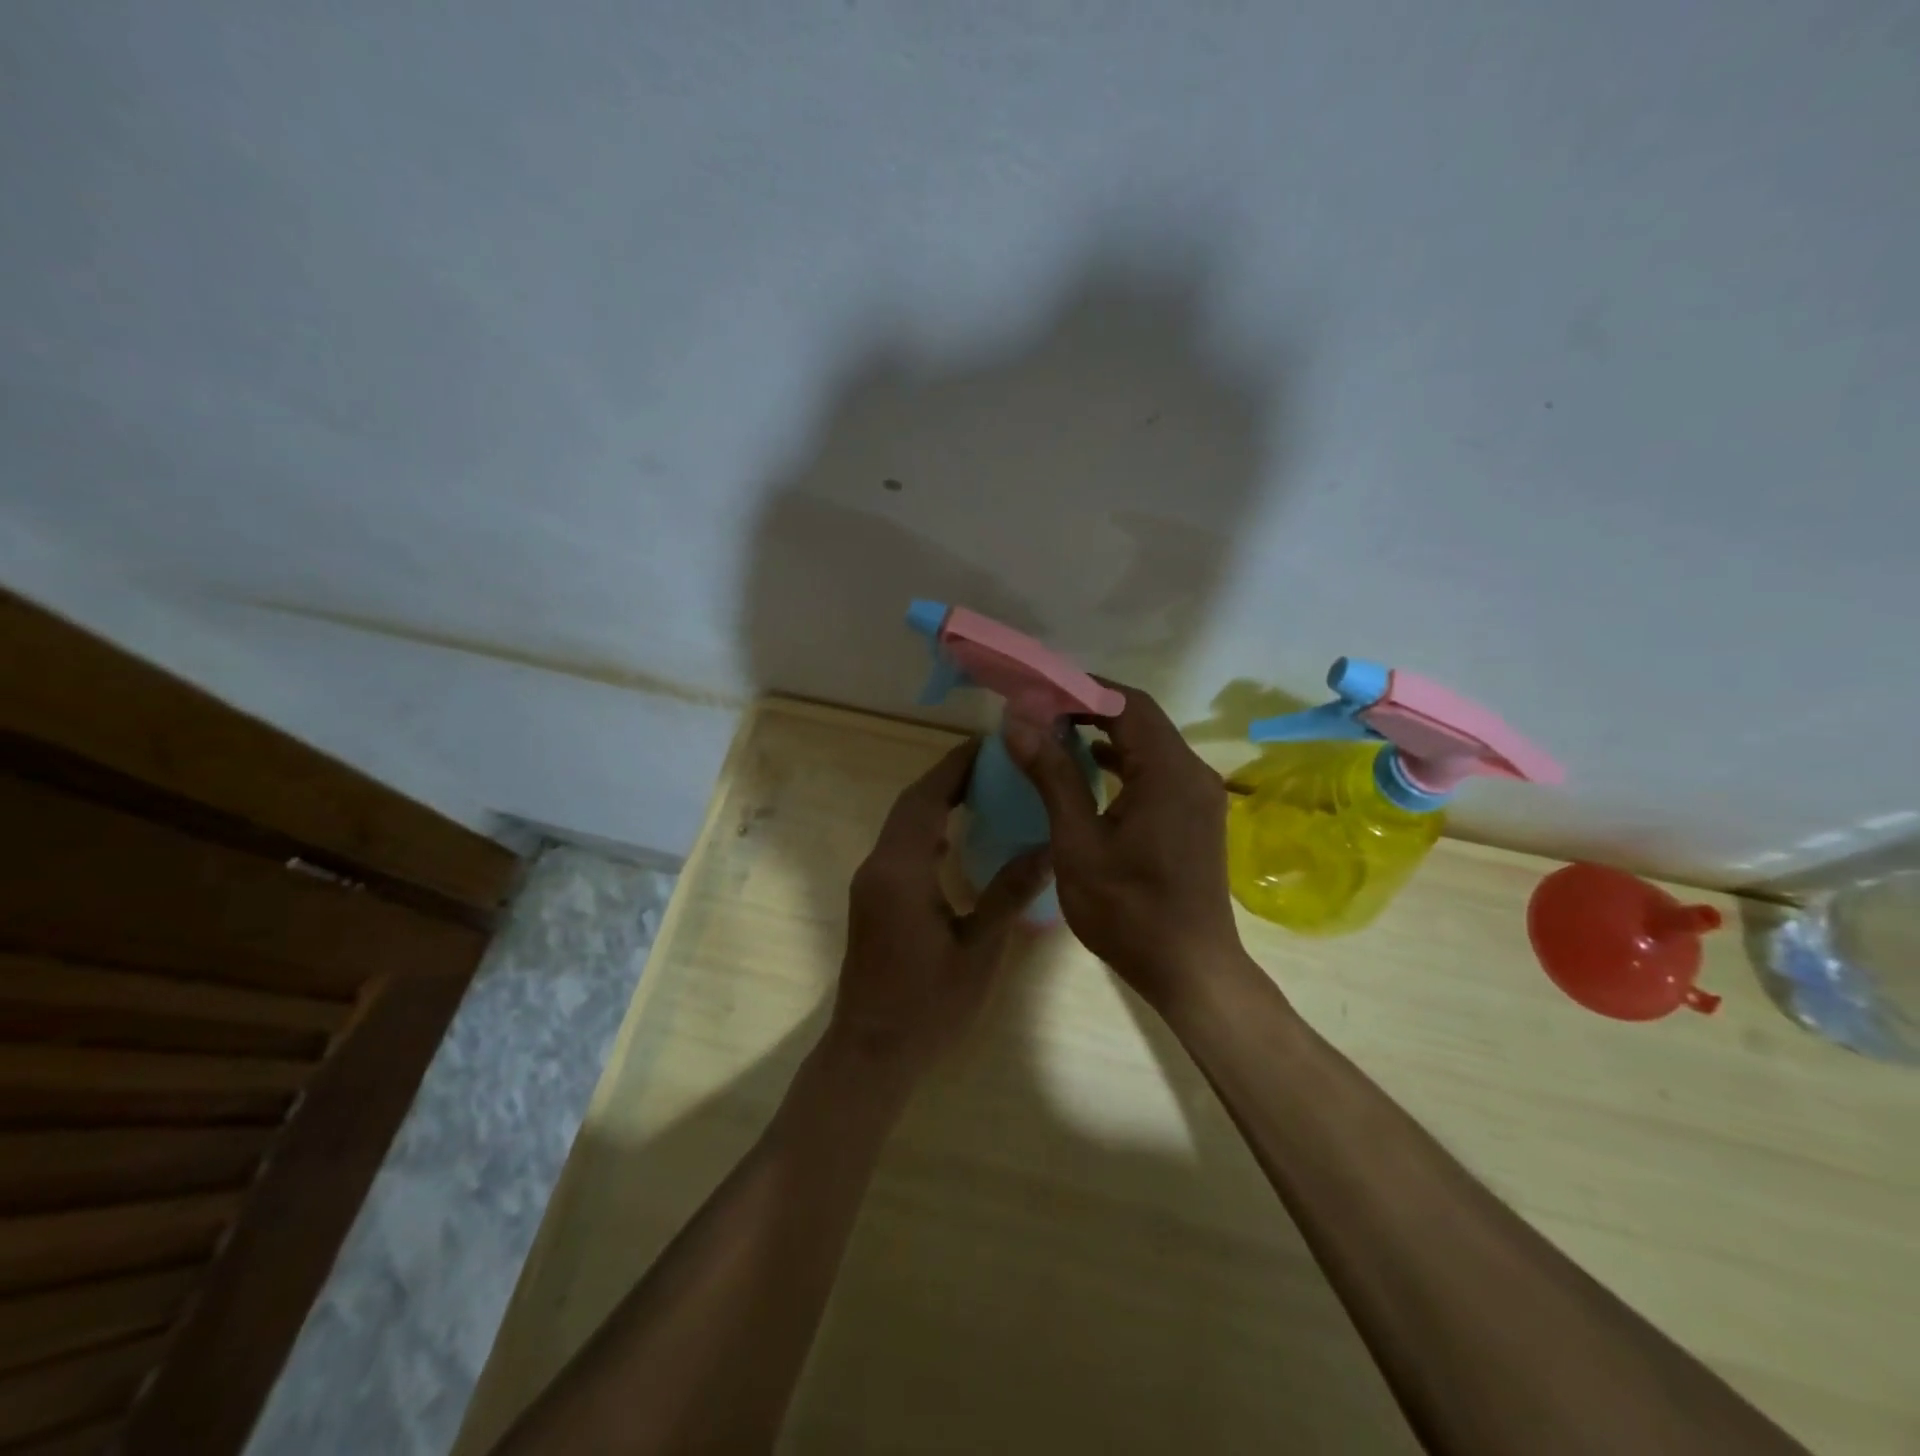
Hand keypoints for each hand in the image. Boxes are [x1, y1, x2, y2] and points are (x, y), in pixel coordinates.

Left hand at [828, 738, 1052, 1079]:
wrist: (872, 1052)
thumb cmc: (929, 1004)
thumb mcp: (979, 949)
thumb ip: (1010, 893)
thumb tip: (1049, 848)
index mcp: (901, 871)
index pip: (925, 799)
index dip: (954, 767)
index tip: (987, 744)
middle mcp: (879, 866)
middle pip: (910, 805)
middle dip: (947, 777)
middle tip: (992, 762)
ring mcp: (871, 883)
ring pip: (902, 825)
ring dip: (935, 801)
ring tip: (980, 789)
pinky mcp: (872, 899)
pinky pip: (899, 847)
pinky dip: (926, 829)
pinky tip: (955, 838)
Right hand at [1004, 680, 1250, 1013]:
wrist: (1190, 970)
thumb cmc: (1128, 911)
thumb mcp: (1078, 843)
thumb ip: (1052, 776)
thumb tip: (1019, 721)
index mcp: (1169, 772)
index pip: (1127, 704)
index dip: (1080, 689)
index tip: (1036, 690)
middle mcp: (1192, 772)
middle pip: (1140, 719)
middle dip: (1088, 707)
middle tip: (1038, 709)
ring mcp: (1198, 795)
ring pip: (1149, 743)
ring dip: (1104, 733)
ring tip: (1054, 732)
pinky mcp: (1195, 815)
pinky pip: (1156, 770)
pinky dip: (1122, 761)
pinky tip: (1089, 768)